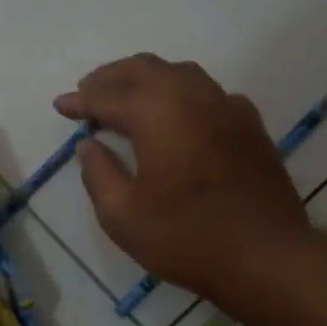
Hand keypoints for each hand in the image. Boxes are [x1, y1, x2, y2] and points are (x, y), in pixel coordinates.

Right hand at [56, 55, 313, 304]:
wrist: (265, 256)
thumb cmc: (186, 238)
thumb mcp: (123, 216)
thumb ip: (98, 174)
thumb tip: (89, 145)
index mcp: (156, 113)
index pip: (108, 96)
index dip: (81, 101)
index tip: (61, 106)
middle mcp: (192, 96)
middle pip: (145, 69)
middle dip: (111, 77)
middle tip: (88, 92)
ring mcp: (227, 107)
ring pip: (180, 73)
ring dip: (147, 79)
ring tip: (127, 97)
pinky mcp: (250, 126)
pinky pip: (209, 93)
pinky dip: (182, 94)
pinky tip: (179, 115)